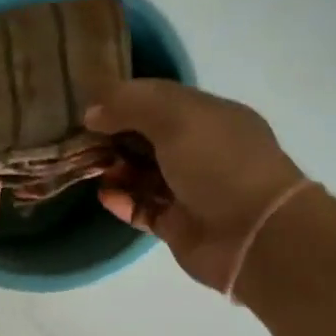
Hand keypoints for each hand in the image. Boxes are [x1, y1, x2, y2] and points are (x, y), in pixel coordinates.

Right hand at [87, 80, 308, 292]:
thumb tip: (93, 111)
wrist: (254, 236)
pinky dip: (123, 201)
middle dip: (116, 136)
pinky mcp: (179, 225)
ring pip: (144, 174)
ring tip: (89, 167)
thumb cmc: (220, 165)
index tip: (90, 106)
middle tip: (81, 139)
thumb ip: (131, 105)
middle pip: (149, 138)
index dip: (126, 100)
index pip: (161, 100)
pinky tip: (104, 195)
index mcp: (210, 117)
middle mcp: (202, 151)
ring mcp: (191, 190)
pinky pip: (144, 208)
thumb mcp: (176, 117)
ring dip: (117, 169)